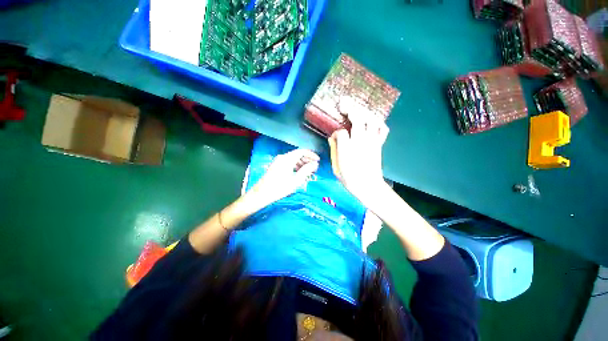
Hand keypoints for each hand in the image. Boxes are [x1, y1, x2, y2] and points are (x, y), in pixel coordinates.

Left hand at [247, 148, 319, 207]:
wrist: (261, 193)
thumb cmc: (280, 187)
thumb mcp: (296, 180)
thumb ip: (307, 170)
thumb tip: (315, 164)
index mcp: (288, 158)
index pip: (302, 151)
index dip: (311, 154)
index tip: (318, 161)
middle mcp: (282, 157)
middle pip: (297, 154)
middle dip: (307, 159)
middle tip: (314, 167)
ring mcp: (278, 161)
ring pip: (293, 158)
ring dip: (302, 163)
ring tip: (308, 171)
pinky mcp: (275, 165)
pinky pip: (288, 162)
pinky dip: (295, 165)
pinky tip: (298, 173)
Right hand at [328, 98, 388, 203]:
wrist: (368, 187)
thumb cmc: (349, 179)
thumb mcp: (336, 167)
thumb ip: (334, 150)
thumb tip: (332, 137)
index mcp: (347, 149)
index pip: (341, 132)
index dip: (336, 132)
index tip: (334, 136)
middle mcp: (360, 141)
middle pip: (358, 118)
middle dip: (350, 108)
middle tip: (343, 104)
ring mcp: (372, 141)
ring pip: (371, 120)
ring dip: (364, 112)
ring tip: (357, 110)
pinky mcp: (379, 144)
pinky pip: (382, 129)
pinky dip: (378, 122)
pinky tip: (372, 121)